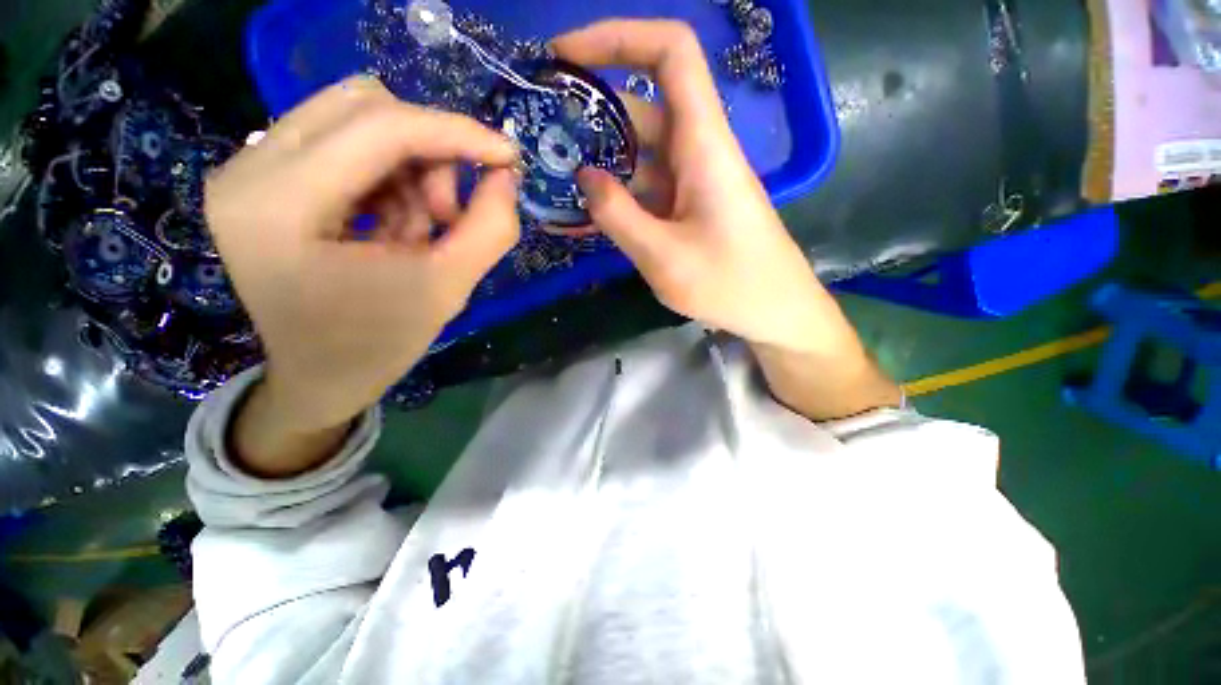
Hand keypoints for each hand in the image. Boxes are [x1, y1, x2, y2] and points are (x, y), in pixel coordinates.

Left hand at [205, 76, 518, 474]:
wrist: (321, 377)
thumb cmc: (379, 344)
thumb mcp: (449, 289)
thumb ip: (490, 229)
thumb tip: (506, 175)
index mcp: (280, 206)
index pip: (379, 127)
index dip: (455, 133)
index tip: (508, 156)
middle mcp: (248, 170)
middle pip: (362, 104)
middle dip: (429, 151)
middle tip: (448, 212)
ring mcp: (249, 169)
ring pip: (356, 119)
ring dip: (410, 169)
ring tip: (421, 228)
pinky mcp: (264, 178)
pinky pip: (344, 143)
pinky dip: (389, 177)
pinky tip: (396, 225)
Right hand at [555, 22, 901, 418]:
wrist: (774, 311)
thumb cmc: (729, 284)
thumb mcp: (663, 256)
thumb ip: (619, 215)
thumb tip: (585, 178)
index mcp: (704, 145)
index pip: (670, 54)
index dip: (618, 38)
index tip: (565, 57)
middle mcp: (700, 151)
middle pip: (644, 108)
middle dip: (592, 116)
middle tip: (544, 141)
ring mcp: (694, 181)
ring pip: (642, 154)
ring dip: (601, 165)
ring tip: (556, 186)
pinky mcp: (691, 207)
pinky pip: (649, 188)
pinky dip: (619, 196)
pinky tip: (589, 217)